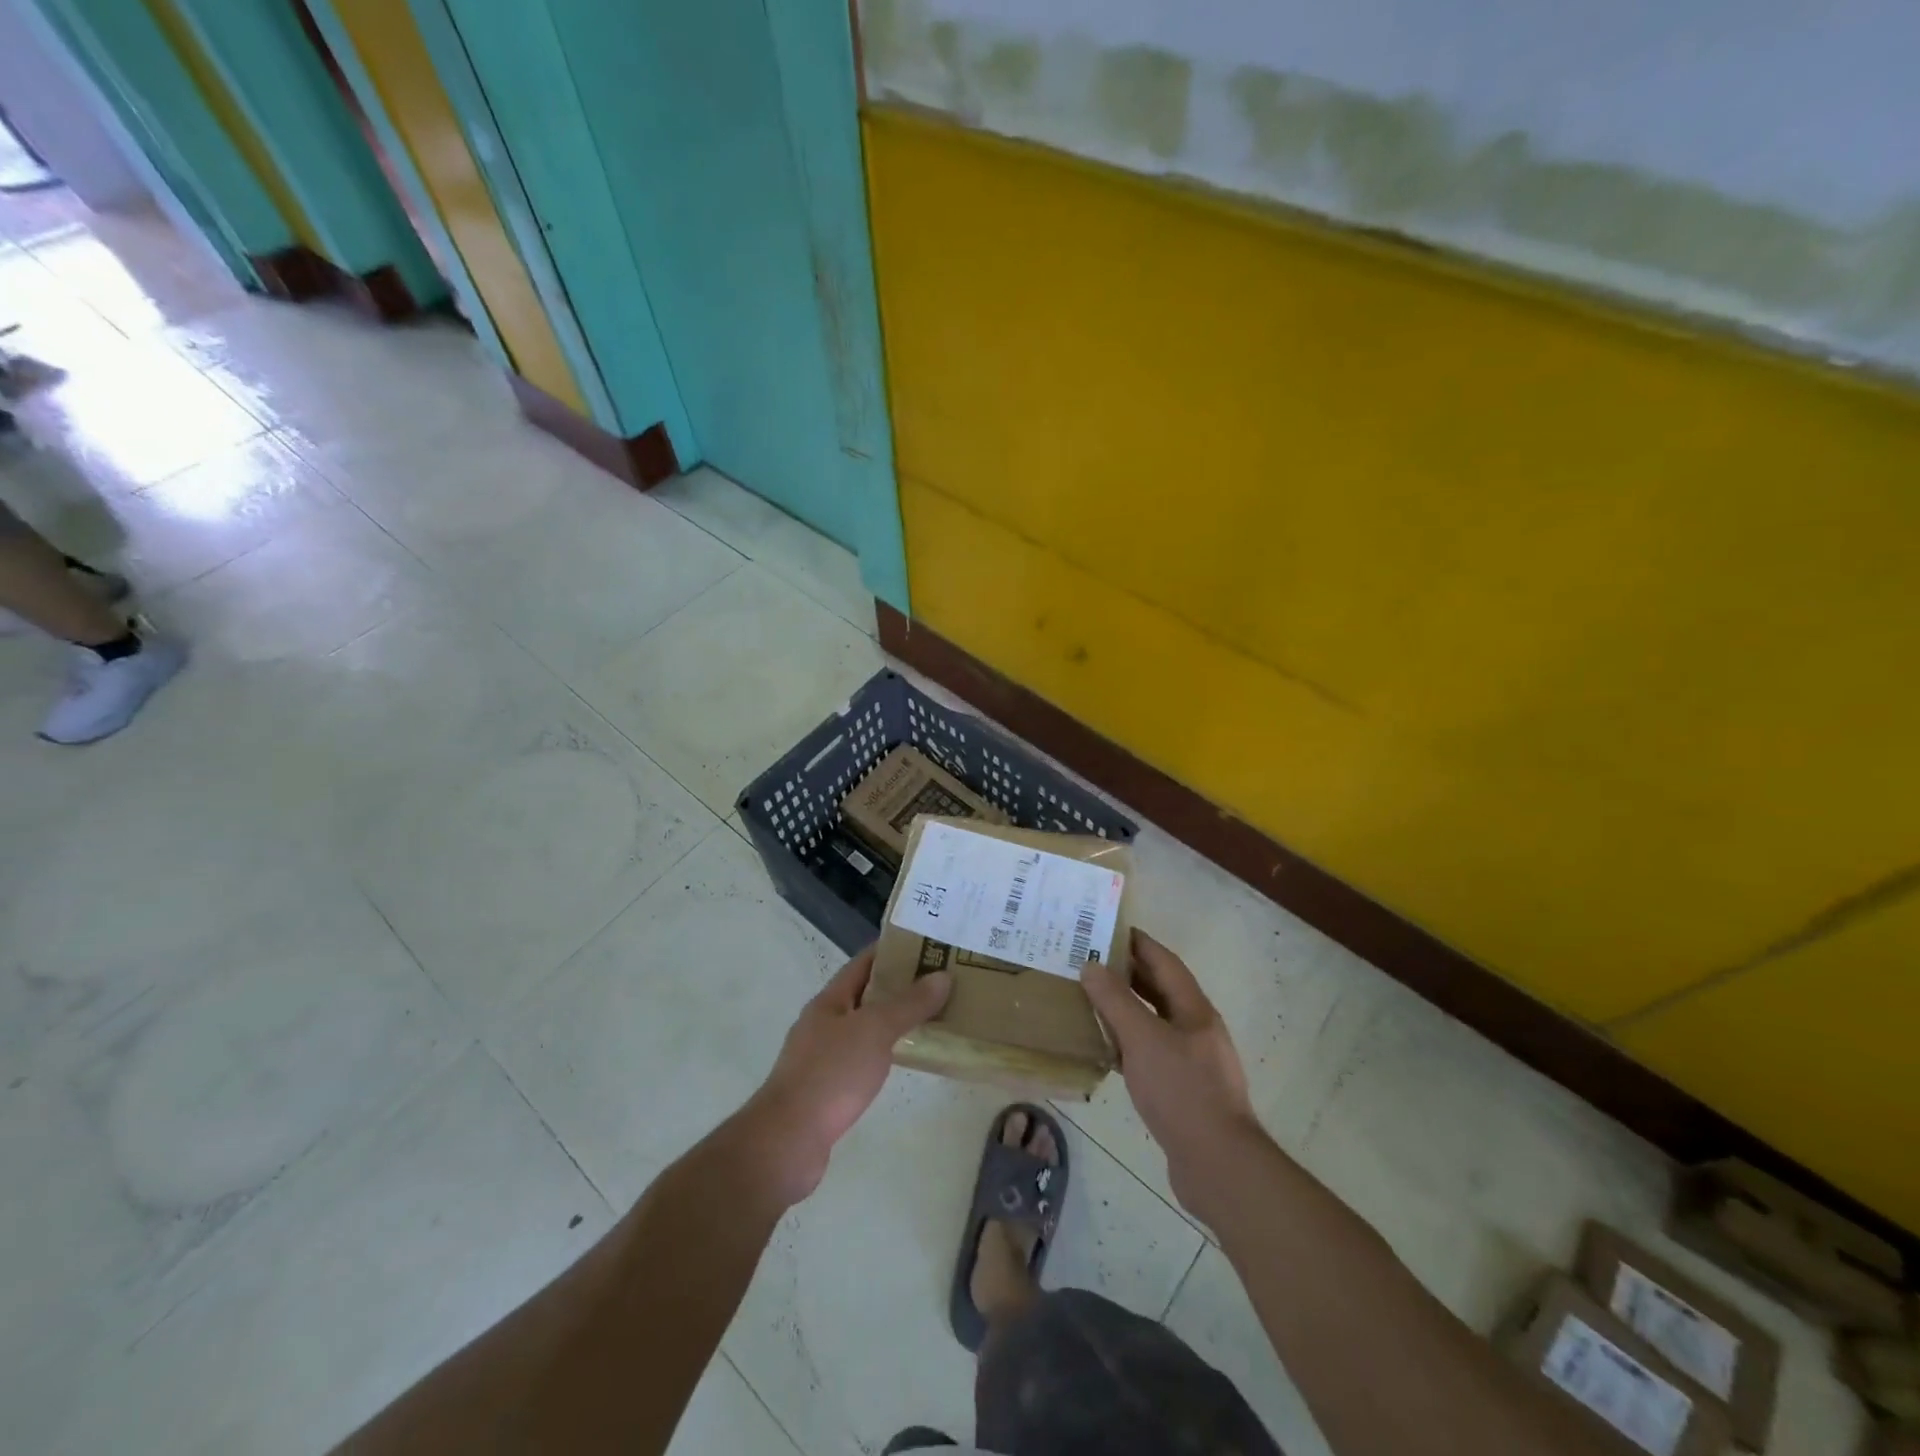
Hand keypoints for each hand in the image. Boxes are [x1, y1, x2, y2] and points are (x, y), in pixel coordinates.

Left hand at [740, 947, 950, 1204]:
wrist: (787, 1141)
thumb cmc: (830, 1074)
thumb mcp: (875, 1031)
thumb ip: (909, 1004)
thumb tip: (942, 977)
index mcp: (830, 1001)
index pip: (863, 962)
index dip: (893, 950)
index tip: (928, 944)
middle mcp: (824, 1023)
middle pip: (866, 994)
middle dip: (900, 986)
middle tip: (941, 981)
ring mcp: (823, 1057)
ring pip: (866, 1028)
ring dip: (895, 1020)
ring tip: (933, 1016)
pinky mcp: (828, 1089)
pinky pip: (864, 1058)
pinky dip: (887, 1052)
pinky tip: (907, 1059)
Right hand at [1082, 929, 1261, 1212]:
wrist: (1217, 1165)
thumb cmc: (1182, 1091)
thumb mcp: (1143, 1040)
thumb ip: (1116, 1002)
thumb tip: (1090, 965)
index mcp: (1194, 1010)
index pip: (1165, 962)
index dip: (1140, 943)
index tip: (1110, 927)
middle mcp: (1197, 1030)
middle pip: (1161, 991)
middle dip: (1129, 974)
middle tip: (1091, 961)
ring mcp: (1193, 1062)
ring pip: (1155, 1023)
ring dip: (1127, 1009)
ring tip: (1092, 1000)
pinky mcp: (1183, 1091)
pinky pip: (1152, 1054)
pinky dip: (1129, 1044)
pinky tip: (1106, 1051)